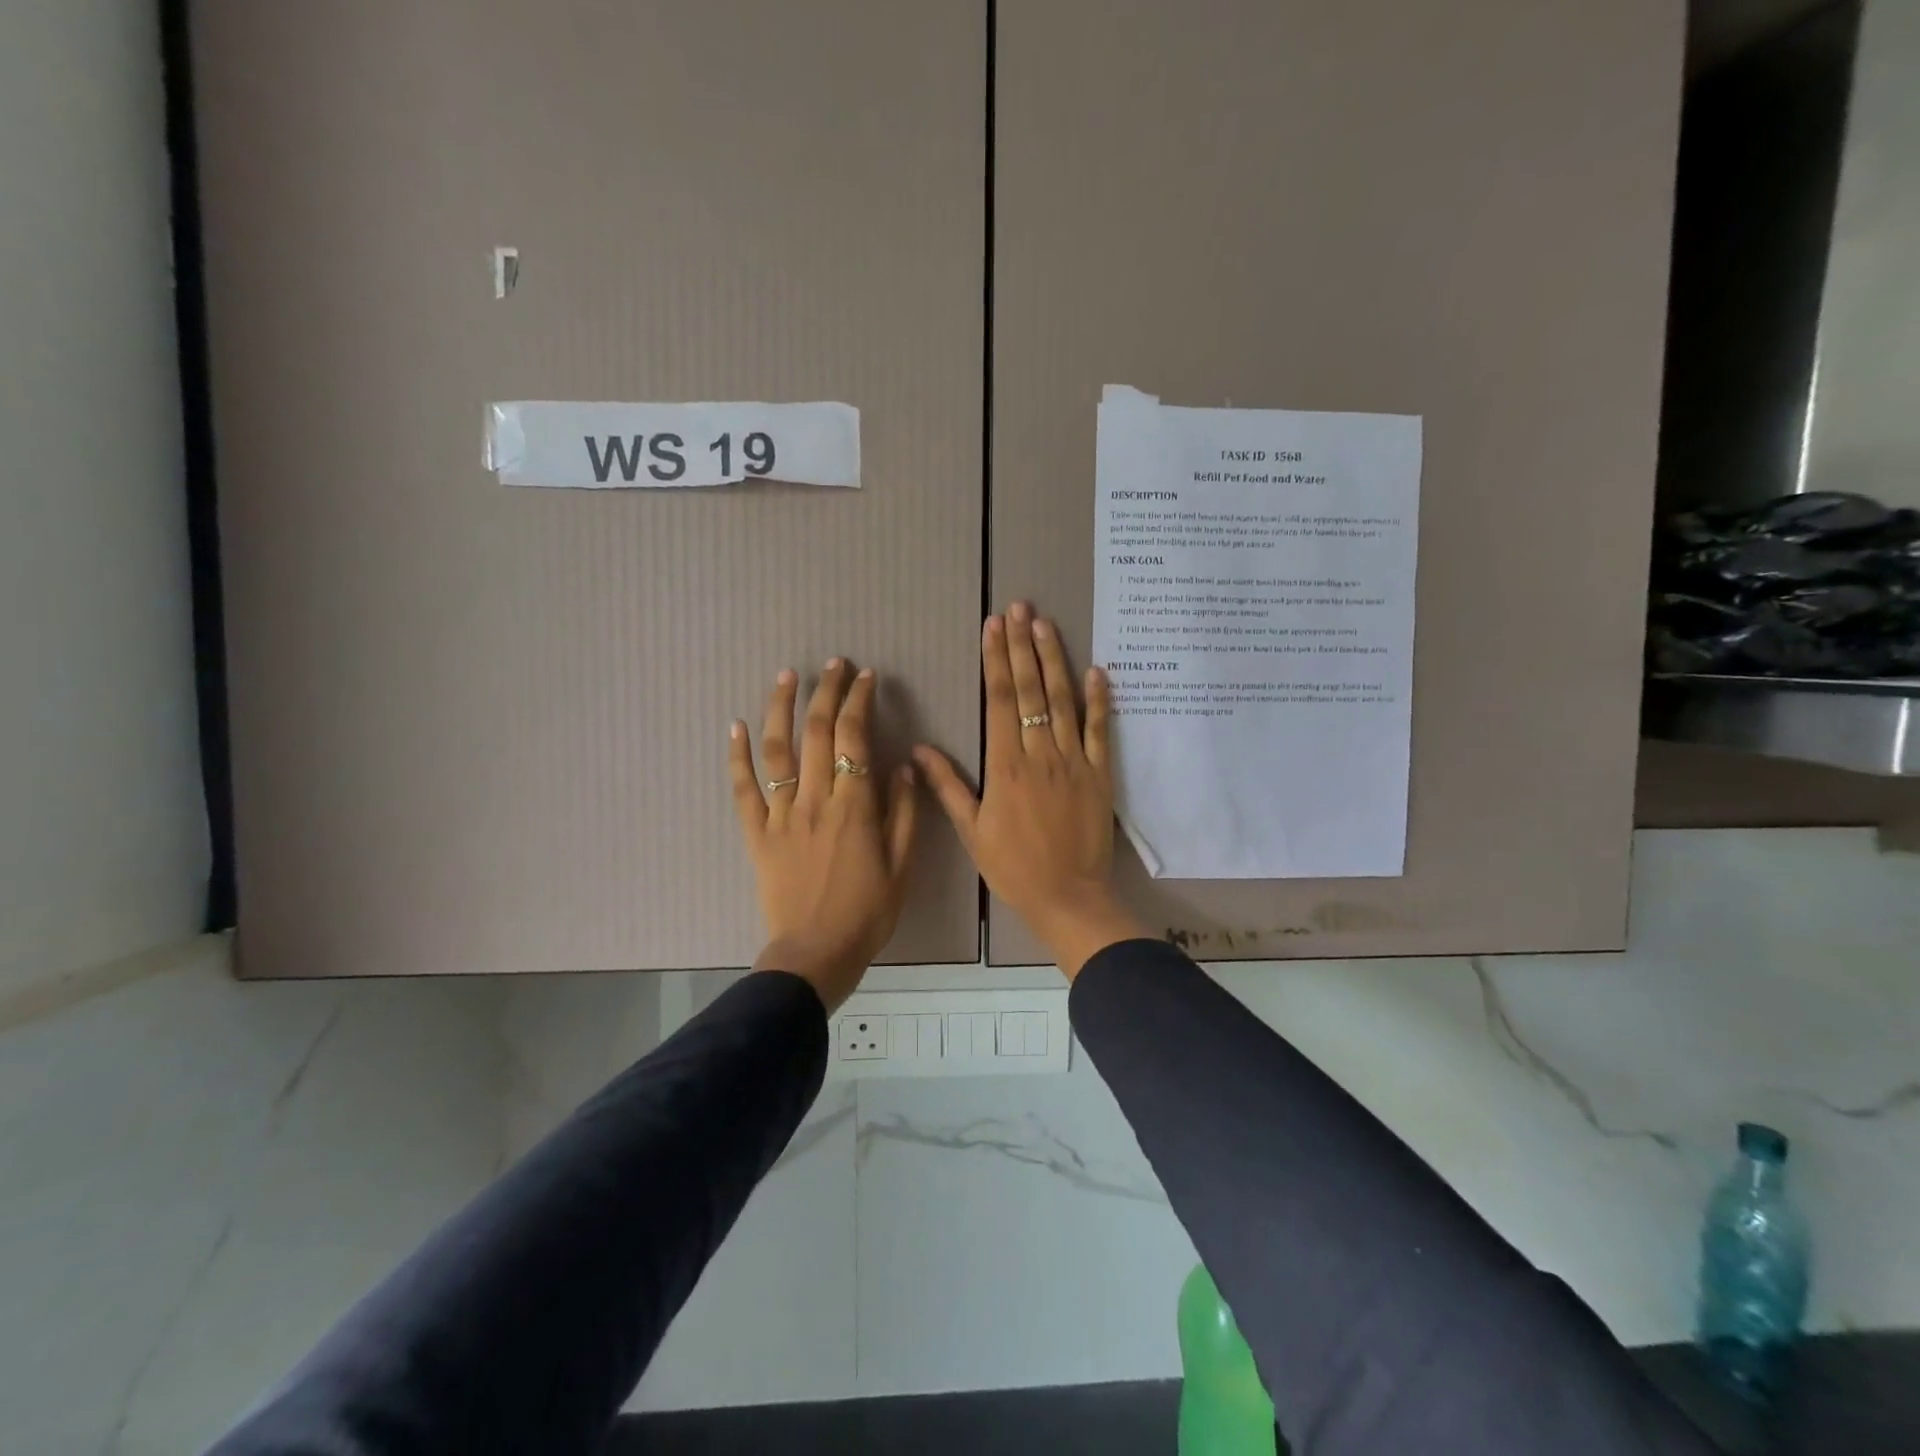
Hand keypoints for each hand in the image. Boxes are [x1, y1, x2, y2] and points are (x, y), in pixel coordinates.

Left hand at [729, 660, 917, 1012]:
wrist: (816, 953)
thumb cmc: (868, 912)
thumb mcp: (902, 865)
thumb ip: (903, 813)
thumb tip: (901, 766)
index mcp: (854, 806)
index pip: (854, 738)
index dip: (859, 702)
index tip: (865, 677)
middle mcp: (815, 800)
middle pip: (816, 733)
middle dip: (826, 692)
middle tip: (834, 664)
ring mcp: (781, 815)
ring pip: (777, 751)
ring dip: (781, 708)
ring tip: (787, 676)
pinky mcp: (757, 834)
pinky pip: (743, 790)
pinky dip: (738, 756)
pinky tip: (736, 726)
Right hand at [914, 603, 1147, 978]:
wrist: (1068, 897)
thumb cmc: (1013, 867)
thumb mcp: (972, 830)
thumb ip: (948, 786)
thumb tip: (919, 749)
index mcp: (1005, 765)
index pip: (1000, 699)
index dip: (996, 659)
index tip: (994, 627)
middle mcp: (1040, 753)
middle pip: (1031, 689)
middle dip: (1023, 645)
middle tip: (1020, 607)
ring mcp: (1074, 760)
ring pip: (1063, 699)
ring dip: (1054, 659)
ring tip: (1046, 624)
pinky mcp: (1100, 772)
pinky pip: (1100, 729)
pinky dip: (1100, 699)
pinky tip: (1097, 670)